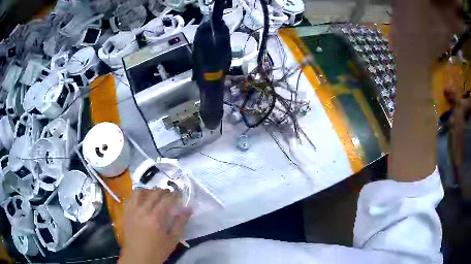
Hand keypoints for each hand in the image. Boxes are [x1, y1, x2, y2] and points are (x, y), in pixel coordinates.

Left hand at [119, 189, 190, 263]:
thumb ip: (180, 223)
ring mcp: (132, 210)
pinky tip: (142, 201)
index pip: (167, 199)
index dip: (175, 195)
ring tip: (155, 196)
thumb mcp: (173, 239)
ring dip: (149, 191)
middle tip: (170, 195)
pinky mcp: (126, 213)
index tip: (180, 195)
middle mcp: (142, 210)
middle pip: (153, 193)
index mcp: (155, 217)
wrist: (138, 257)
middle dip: (164, 191)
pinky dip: (137, 196)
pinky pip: (130, 198)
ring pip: (139, 192)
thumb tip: (188, 209)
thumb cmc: (157, 250)